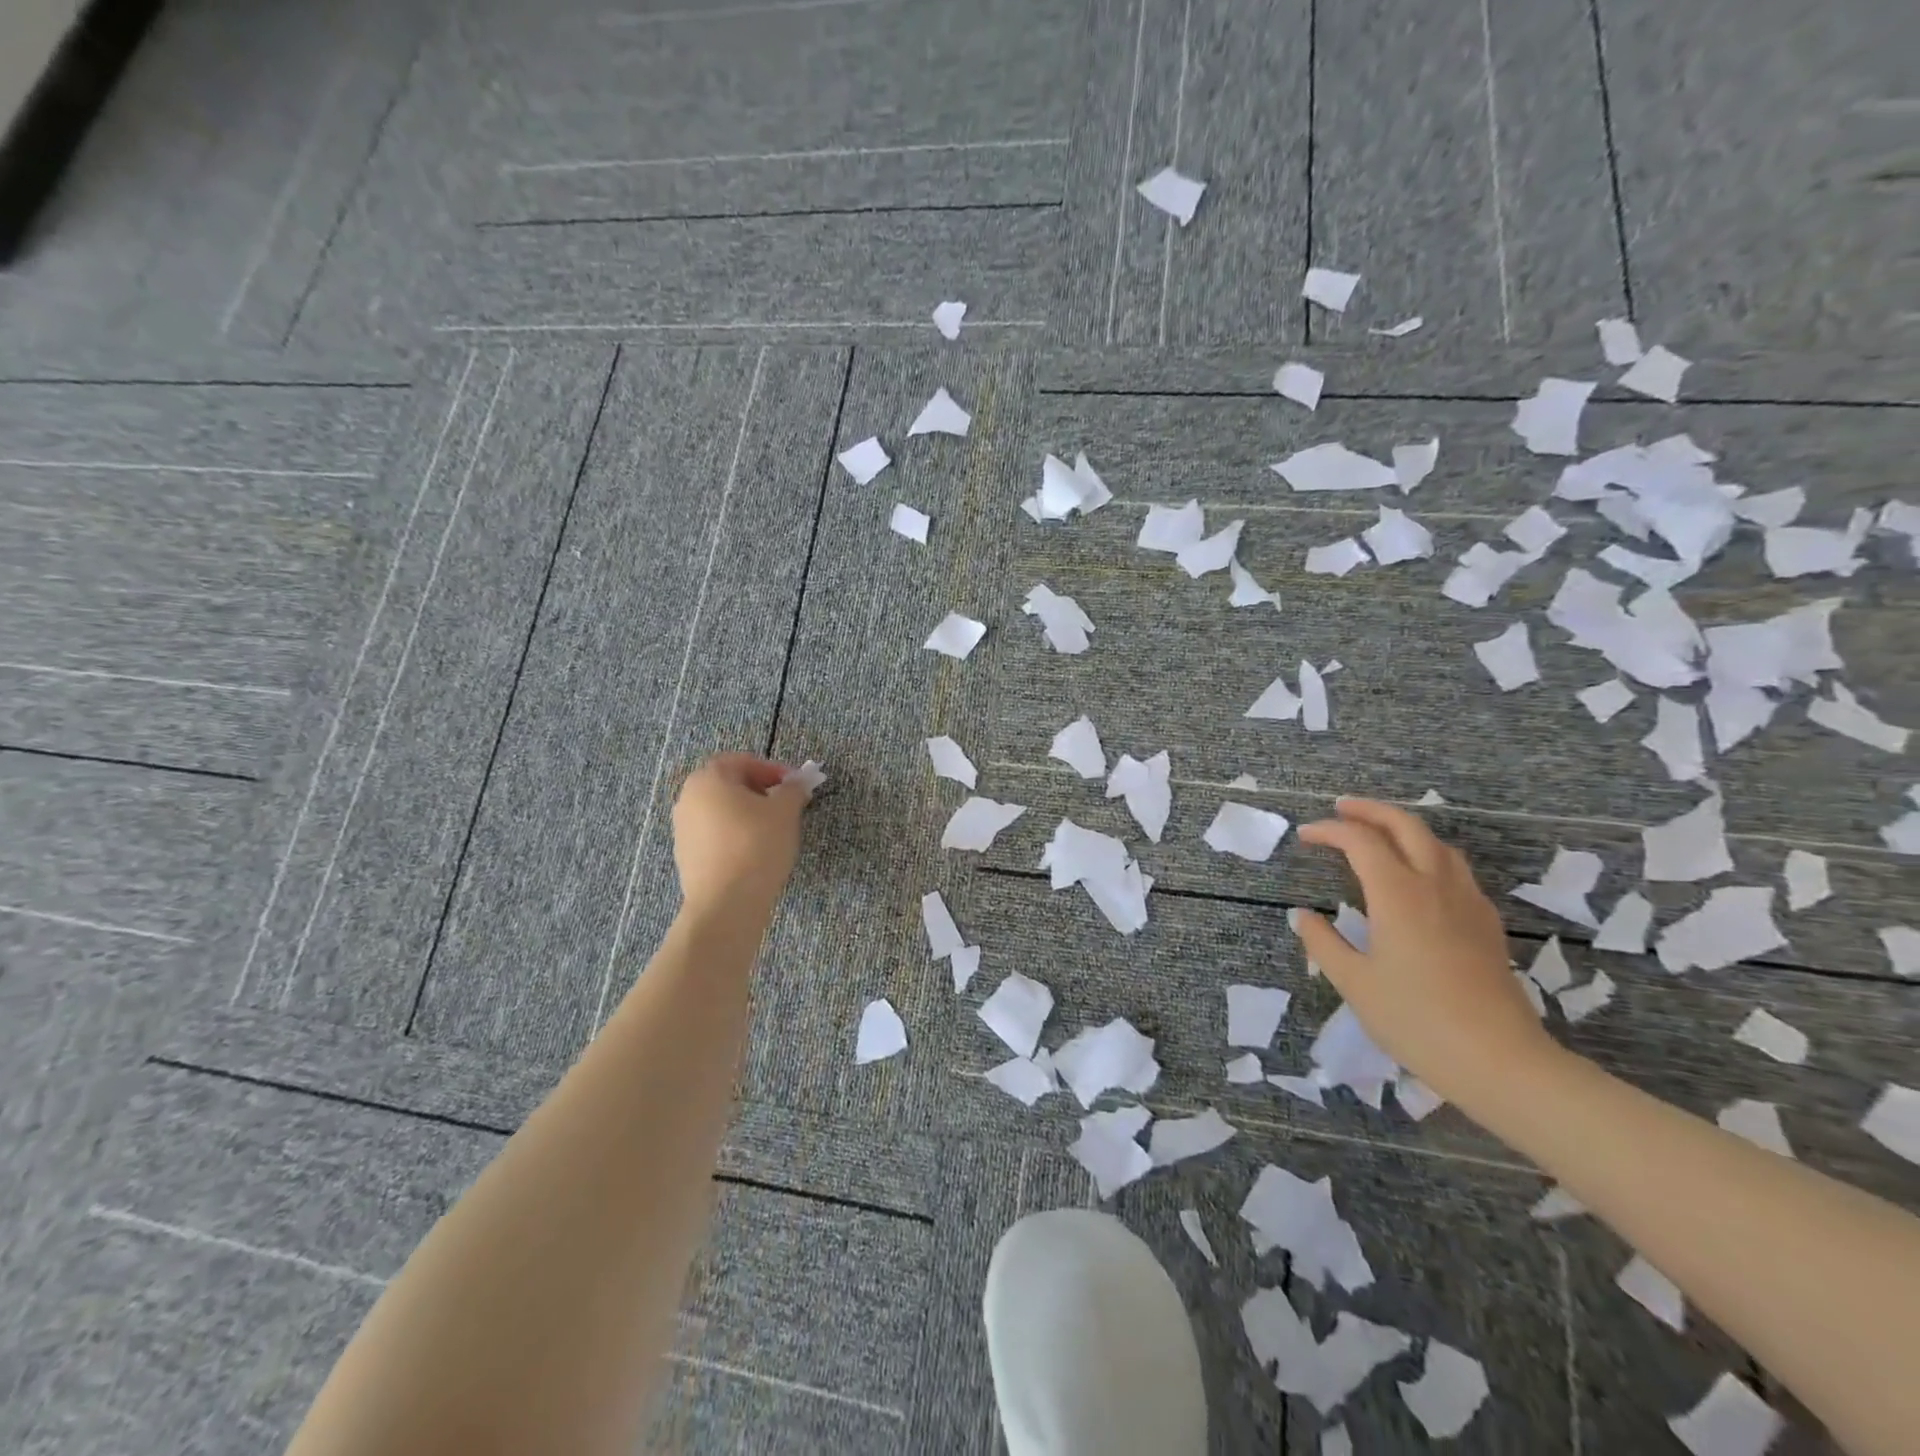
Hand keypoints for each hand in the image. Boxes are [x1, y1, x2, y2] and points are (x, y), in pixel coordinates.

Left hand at [670, 753, 810, 917]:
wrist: (726, 903)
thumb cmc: (757, 845)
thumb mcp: (785, 811)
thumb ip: (793, 789)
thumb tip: (797, 783)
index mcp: (708, 778)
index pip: (743, 761)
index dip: (773, 769)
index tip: (795, 786)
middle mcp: (688, 798)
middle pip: (729, 784)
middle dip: (760, 791)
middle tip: (786, 805)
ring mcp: (683, 828)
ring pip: (721, 811)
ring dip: (747, 814)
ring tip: (773, 831)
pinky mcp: (686, 855)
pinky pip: (715, 835)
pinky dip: (735, 836)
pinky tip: (755, 852)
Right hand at [1290, 798, 1556, 1106]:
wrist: (1500, 1061)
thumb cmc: (1416, 1020)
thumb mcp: (1354, 983)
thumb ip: (1324, 943)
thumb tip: (1303, 916)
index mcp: (1399, 895)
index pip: (1361, 842)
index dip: (1330, 831)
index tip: (1306, 835)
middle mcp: (1436, 886)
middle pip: (1407, 826)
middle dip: (1371, 811)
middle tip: (1341, 809)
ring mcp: (1467, 902)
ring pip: (1437, 844)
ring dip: (1403, 828)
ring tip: (1377, 835)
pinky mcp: (1486, 923)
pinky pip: (1455, 869)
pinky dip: (1428, 854)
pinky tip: (1418, 877)